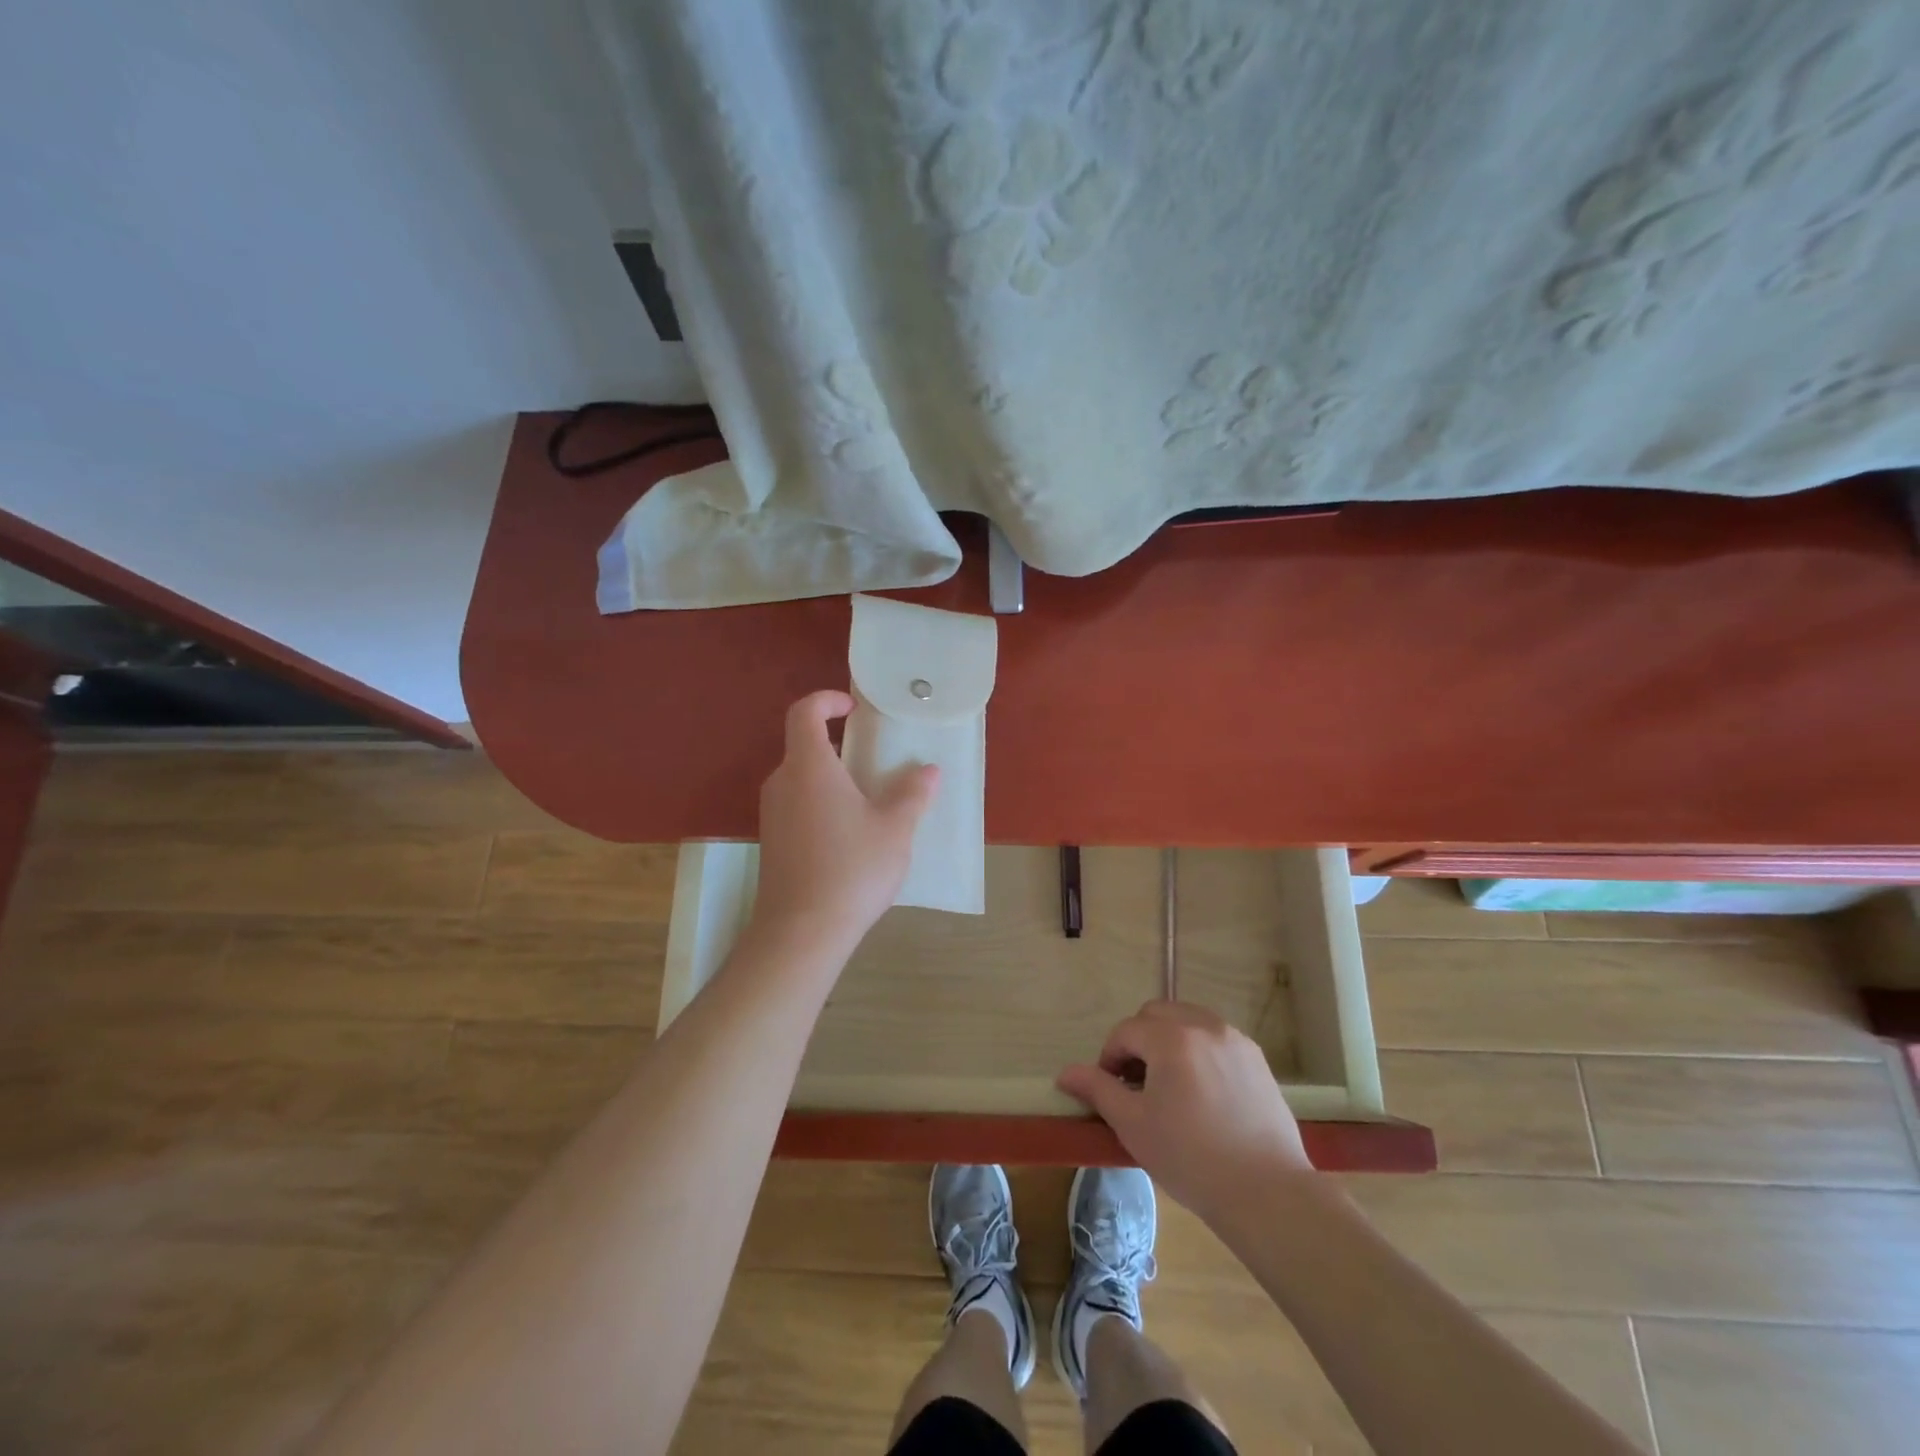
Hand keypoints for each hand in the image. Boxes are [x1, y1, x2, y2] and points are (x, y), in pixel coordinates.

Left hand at [749, 690, 938, 956]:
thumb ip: (912, 795)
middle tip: (873, 759)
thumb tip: (929, 771)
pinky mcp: (771, 841)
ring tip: (867, 800)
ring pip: (800, 779)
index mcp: (809, 767)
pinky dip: (820, 803)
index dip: (826, 700)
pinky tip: (848, 835)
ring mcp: (772, 813)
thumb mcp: (894, 829)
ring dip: (830, 777)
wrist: (801, 931)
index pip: (804, 712)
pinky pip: (796, 805)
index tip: (854, 708)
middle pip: (803, 746)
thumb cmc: (852, 869)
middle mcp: (783, 782)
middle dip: (837, 744)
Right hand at [1058, 1001, 1313, 1220]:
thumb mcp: (1133, 1125)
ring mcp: (1235, 1040)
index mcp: (1171, 1038)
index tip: (1110, 1090)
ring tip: (1168, 1084)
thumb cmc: (1191, 1158)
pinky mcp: (1257, 1059)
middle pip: (1157, 1014)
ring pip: (1188, 1020)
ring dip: (1168, 1040)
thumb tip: (1065, 1074)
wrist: (1267, 1193)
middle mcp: (1204, 1026)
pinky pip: (1215, 1038)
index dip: (1109, 1057)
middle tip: (1136, 1083)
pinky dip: (1198, 1050)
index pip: (1126, 1031)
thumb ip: (1098, 1090)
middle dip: (1138, 1040)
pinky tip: (1201, 1091)